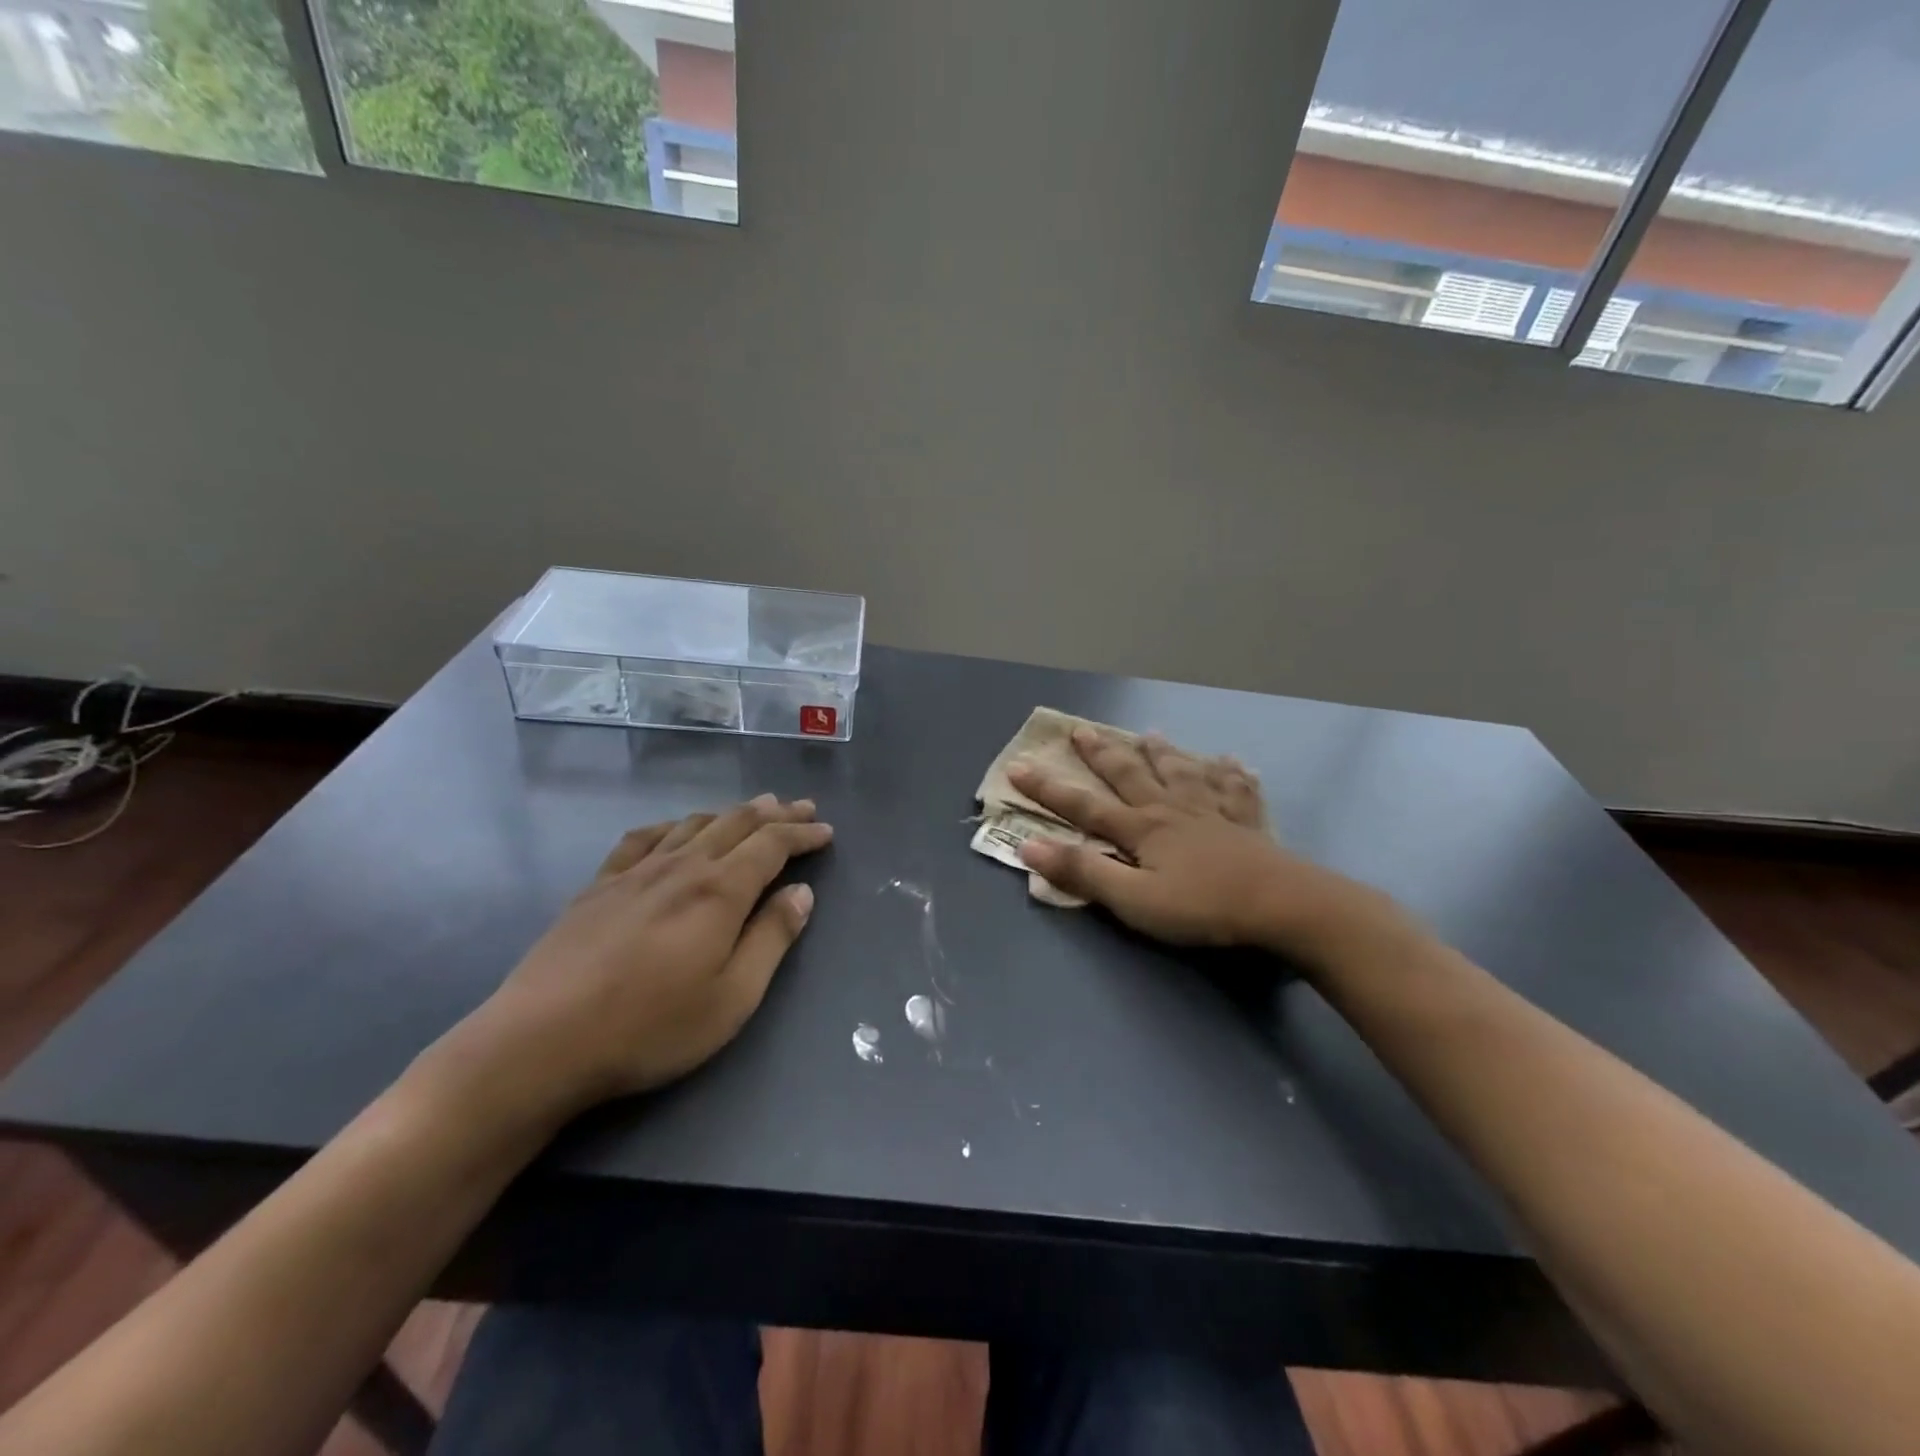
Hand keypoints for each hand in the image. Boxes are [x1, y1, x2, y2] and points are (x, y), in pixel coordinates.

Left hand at [451, 796, 832, 1117]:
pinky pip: (643, 839)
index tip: (825, 831)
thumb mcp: (732, 997)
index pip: (772, 845)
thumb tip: (802, 892)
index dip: (802, 834)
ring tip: (753, 809)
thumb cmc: (650, 1027)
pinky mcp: (599, 886)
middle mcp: (681, 867)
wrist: (540, 1042)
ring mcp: (635, 872)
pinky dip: (671, 826)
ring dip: (730, 813)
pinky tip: (675, 830)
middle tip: (801, 807)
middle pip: (737, 824)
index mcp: (719, 891)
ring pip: (693, 824)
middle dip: (775, 813)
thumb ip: (772, 939)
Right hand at [1009, 729, 1368, 954]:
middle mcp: (1171, 810)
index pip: (1084, 805)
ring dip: (1163, 754)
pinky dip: (1231, 774)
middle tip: (1081, 730)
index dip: (1048, 789)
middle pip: (1130, 775)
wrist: (1282, 905)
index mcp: (1141, 828)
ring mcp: (1212, 812)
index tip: (1019, 766)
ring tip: (1151, 735)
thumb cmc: (1202, 906)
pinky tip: (1232, 762)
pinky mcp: (1247, 823)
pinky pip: (1236, 790)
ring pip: (1182, 773)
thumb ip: (1083, 872)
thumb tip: (1028, 846)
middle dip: (1102, 754)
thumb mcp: (1133, 899)